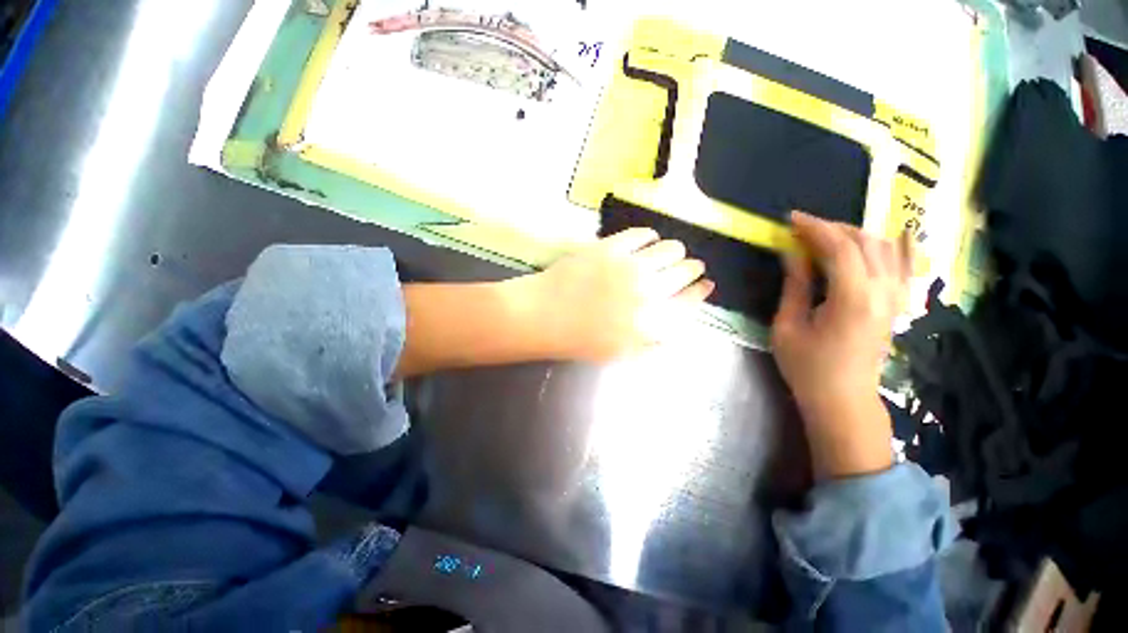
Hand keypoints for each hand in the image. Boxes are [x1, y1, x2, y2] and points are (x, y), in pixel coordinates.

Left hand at [518, 228, 714, 361]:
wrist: (543, 316)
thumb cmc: (580, 340)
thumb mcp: (621, 353)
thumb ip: (654, 342)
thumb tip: (678, 326)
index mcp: (652, 322)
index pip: (690, 302)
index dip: (701, 292)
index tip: (706, 284)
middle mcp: (649, 291)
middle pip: (685, 272)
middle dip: (691, 269)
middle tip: (690, 266)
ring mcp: (630, 266)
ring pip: (670, 249)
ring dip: (675, 251)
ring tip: (671, 252)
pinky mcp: (611, 247)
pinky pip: (643, 234)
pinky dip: (650, 237)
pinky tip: (648, 240)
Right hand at [771, 211, 909, 478]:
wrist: (843, 399)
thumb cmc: (807, 367)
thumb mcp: (787, 326)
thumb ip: (795, 285)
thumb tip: (792, 253)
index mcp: (853, 298)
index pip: (839, 247)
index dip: (814, 228)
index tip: (790, 219)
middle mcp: (883, 292)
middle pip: (865, 241)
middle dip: (831, 228)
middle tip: (801, 229)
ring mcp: (896, 298)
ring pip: (885, 248)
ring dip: (854, 235)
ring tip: (825, 236)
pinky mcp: (897, 304)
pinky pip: (902, 265)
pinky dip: (892, 246)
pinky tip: (886, 237)